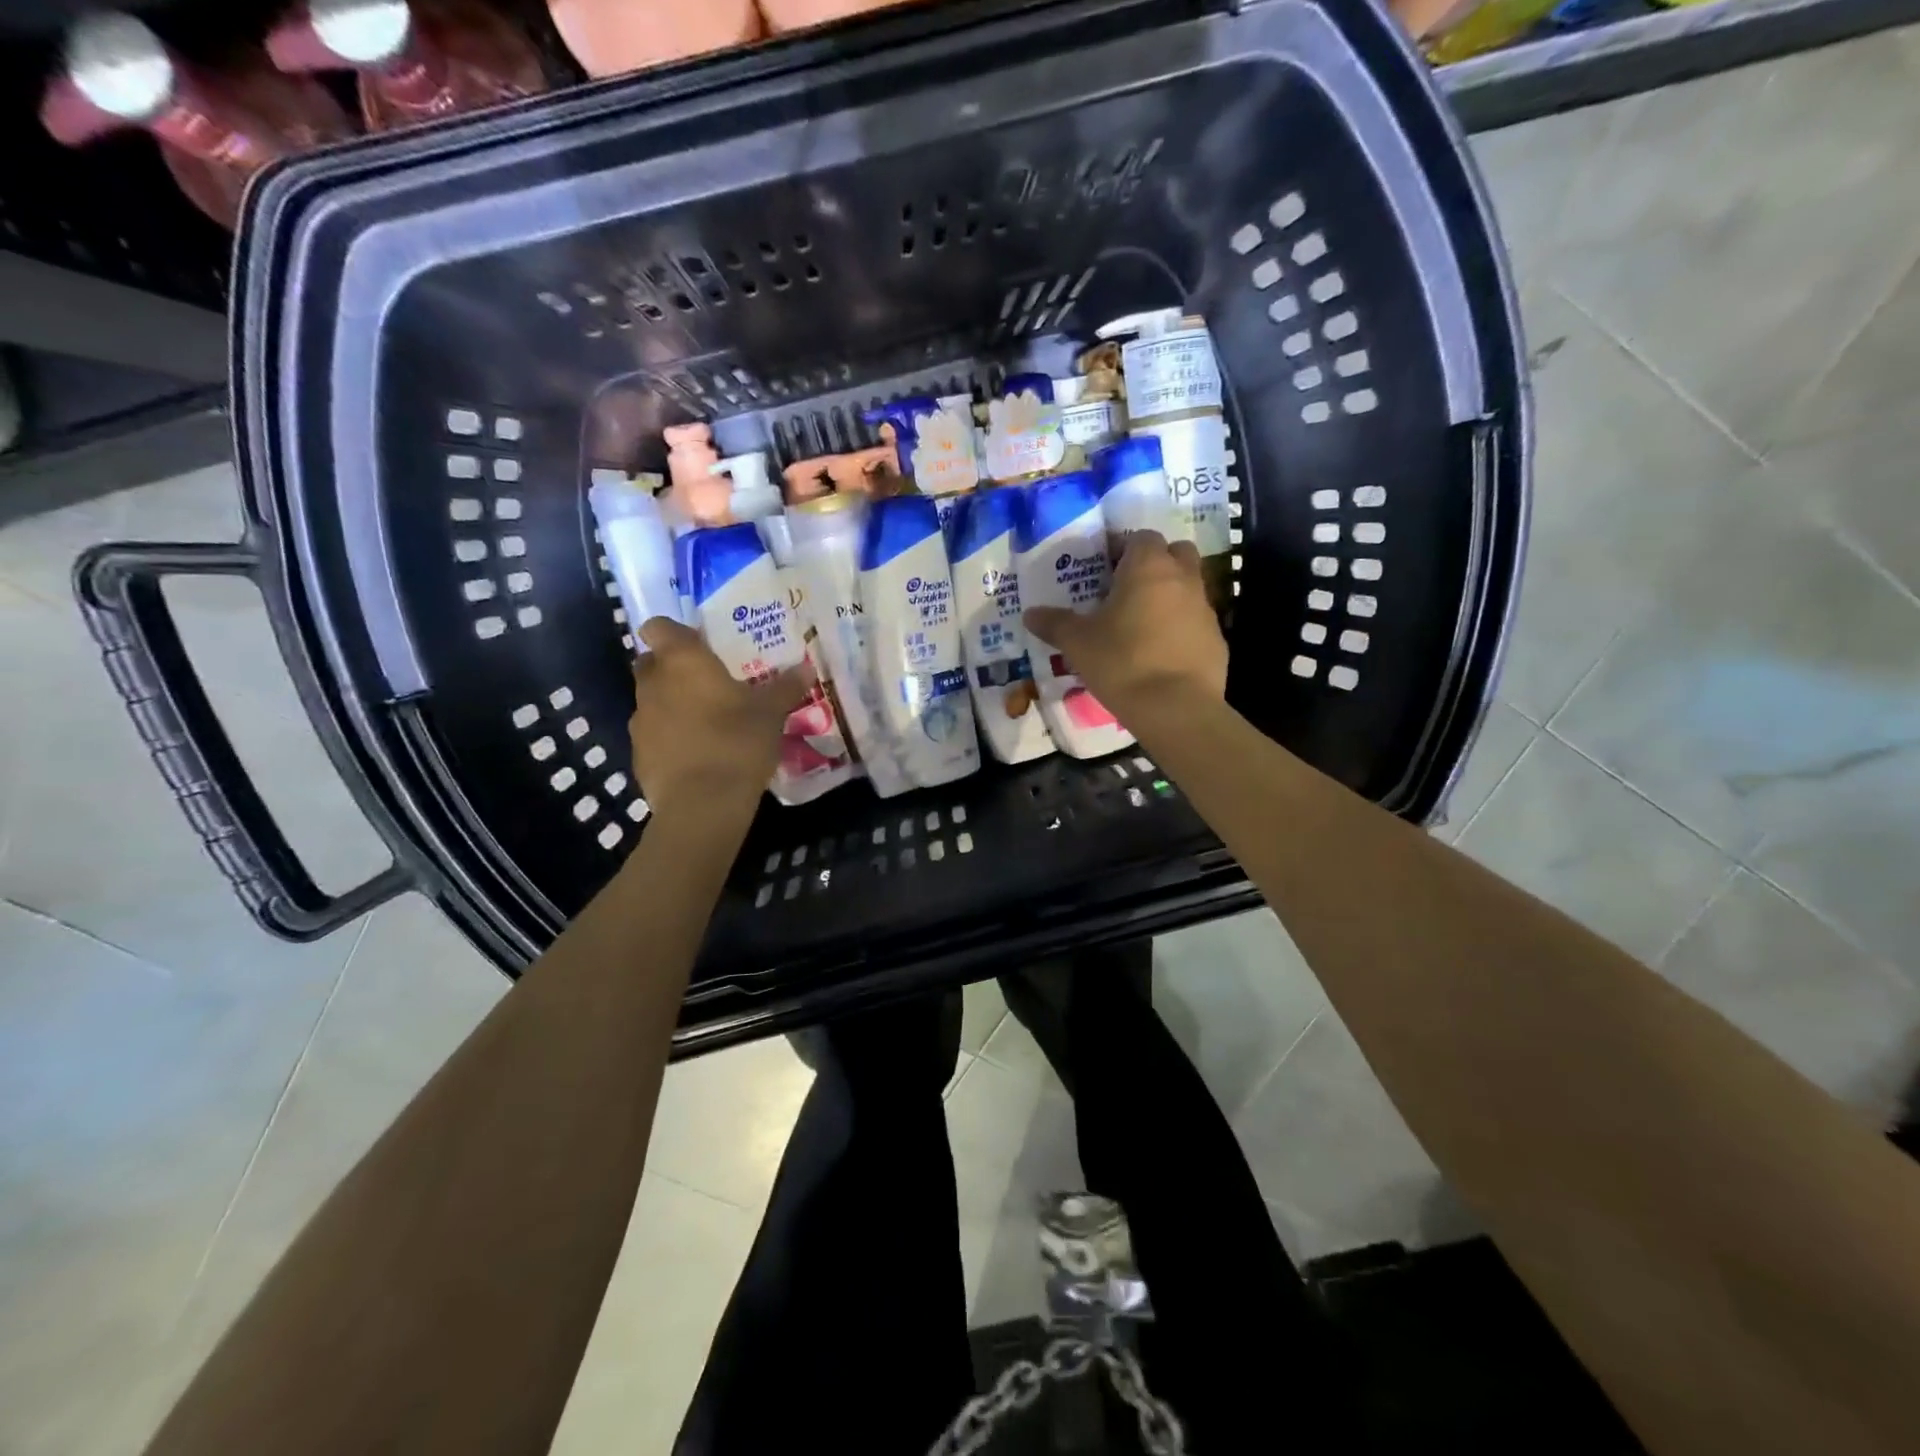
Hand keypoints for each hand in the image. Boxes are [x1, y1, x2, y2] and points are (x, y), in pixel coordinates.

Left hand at [629, 619, 810, 819]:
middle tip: (706, 682)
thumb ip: (785, 688)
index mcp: (682, 662)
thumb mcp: (771, 713)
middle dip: (671, 668)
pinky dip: (669, 738)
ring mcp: (640, 721)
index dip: (674, 633)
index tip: (698, 645)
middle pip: (650, 663)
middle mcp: (653, 684)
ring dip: (671, 705)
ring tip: (705, 722)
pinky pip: (653, 736)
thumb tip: (806, 668)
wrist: (703, 804)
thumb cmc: (737, 742)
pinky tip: (696, 755)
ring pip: (651, 701)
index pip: (658, 627)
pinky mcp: (638, 756)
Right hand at [1023, 532, 1227, 723]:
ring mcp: (1205, 608)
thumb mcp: (1077, 643)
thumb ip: (1054, 624)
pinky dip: (1180, 628)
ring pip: (1188, 587)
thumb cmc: (1122, 662)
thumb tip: (1030, 614)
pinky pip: (1195, 622)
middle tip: (1127, 590)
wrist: (1176, 708)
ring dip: (1168, 596)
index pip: (1141, 537)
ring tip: (1140, 625)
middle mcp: (1183, 578)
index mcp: (1148, 567)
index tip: (1104, 571)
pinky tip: (1159, 653)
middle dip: (1155, 563)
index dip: (1123, 549)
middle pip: (1175, 553)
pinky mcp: (1217, 639)